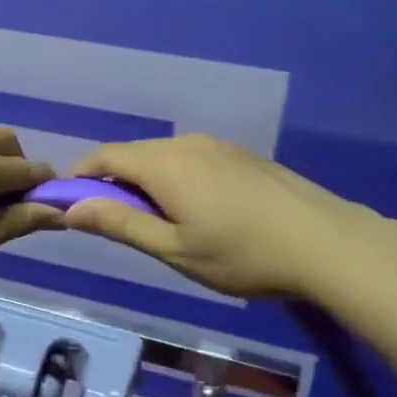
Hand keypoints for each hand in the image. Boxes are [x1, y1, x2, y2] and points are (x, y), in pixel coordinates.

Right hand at [62, 134, 396, 299]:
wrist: (326, 242)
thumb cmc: (243, 254)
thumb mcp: (175, 249)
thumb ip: (120, 225)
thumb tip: (71, 207)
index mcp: (163, 163)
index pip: (105, 156)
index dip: (81, 175)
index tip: (70, 201)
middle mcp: (185, 143)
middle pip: (133, 154)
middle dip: (114, 182)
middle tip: (116, 223)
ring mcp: (216, 145)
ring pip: (163, 156)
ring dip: (147, 181)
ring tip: (159, 222)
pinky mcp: (240, 154)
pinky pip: (191, 158)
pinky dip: (175, 178)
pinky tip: (199, 210)